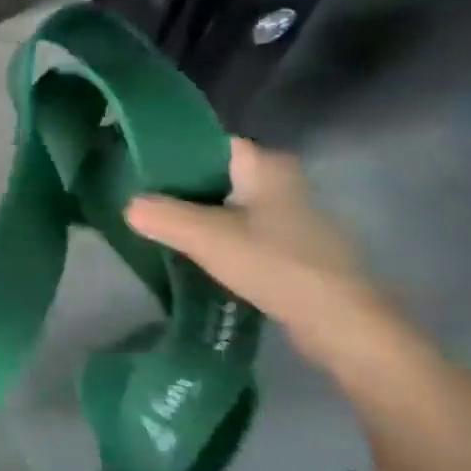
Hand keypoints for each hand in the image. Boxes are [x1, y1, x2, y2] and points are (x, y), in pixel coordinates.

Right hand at [126, 138, 398, 367]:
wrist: (342, 327)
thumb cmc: (275, 264)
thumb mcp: (206, 237)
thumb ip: (162, 216)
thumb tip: (129, 207)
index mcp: (265, 165)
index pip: (209, 143)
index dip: (172, 151)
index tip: (136, 164)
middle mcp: (280, 183)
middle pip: (215, 175)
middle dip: (179, 186)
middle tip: (138, 196)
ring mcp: (289, 218)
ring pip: (226, 206)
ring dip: (195, 215)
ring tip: (155, 224)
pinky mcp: (290, 250)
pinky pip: (239, 232)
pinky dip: (215, 238)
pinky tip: (189, 254)